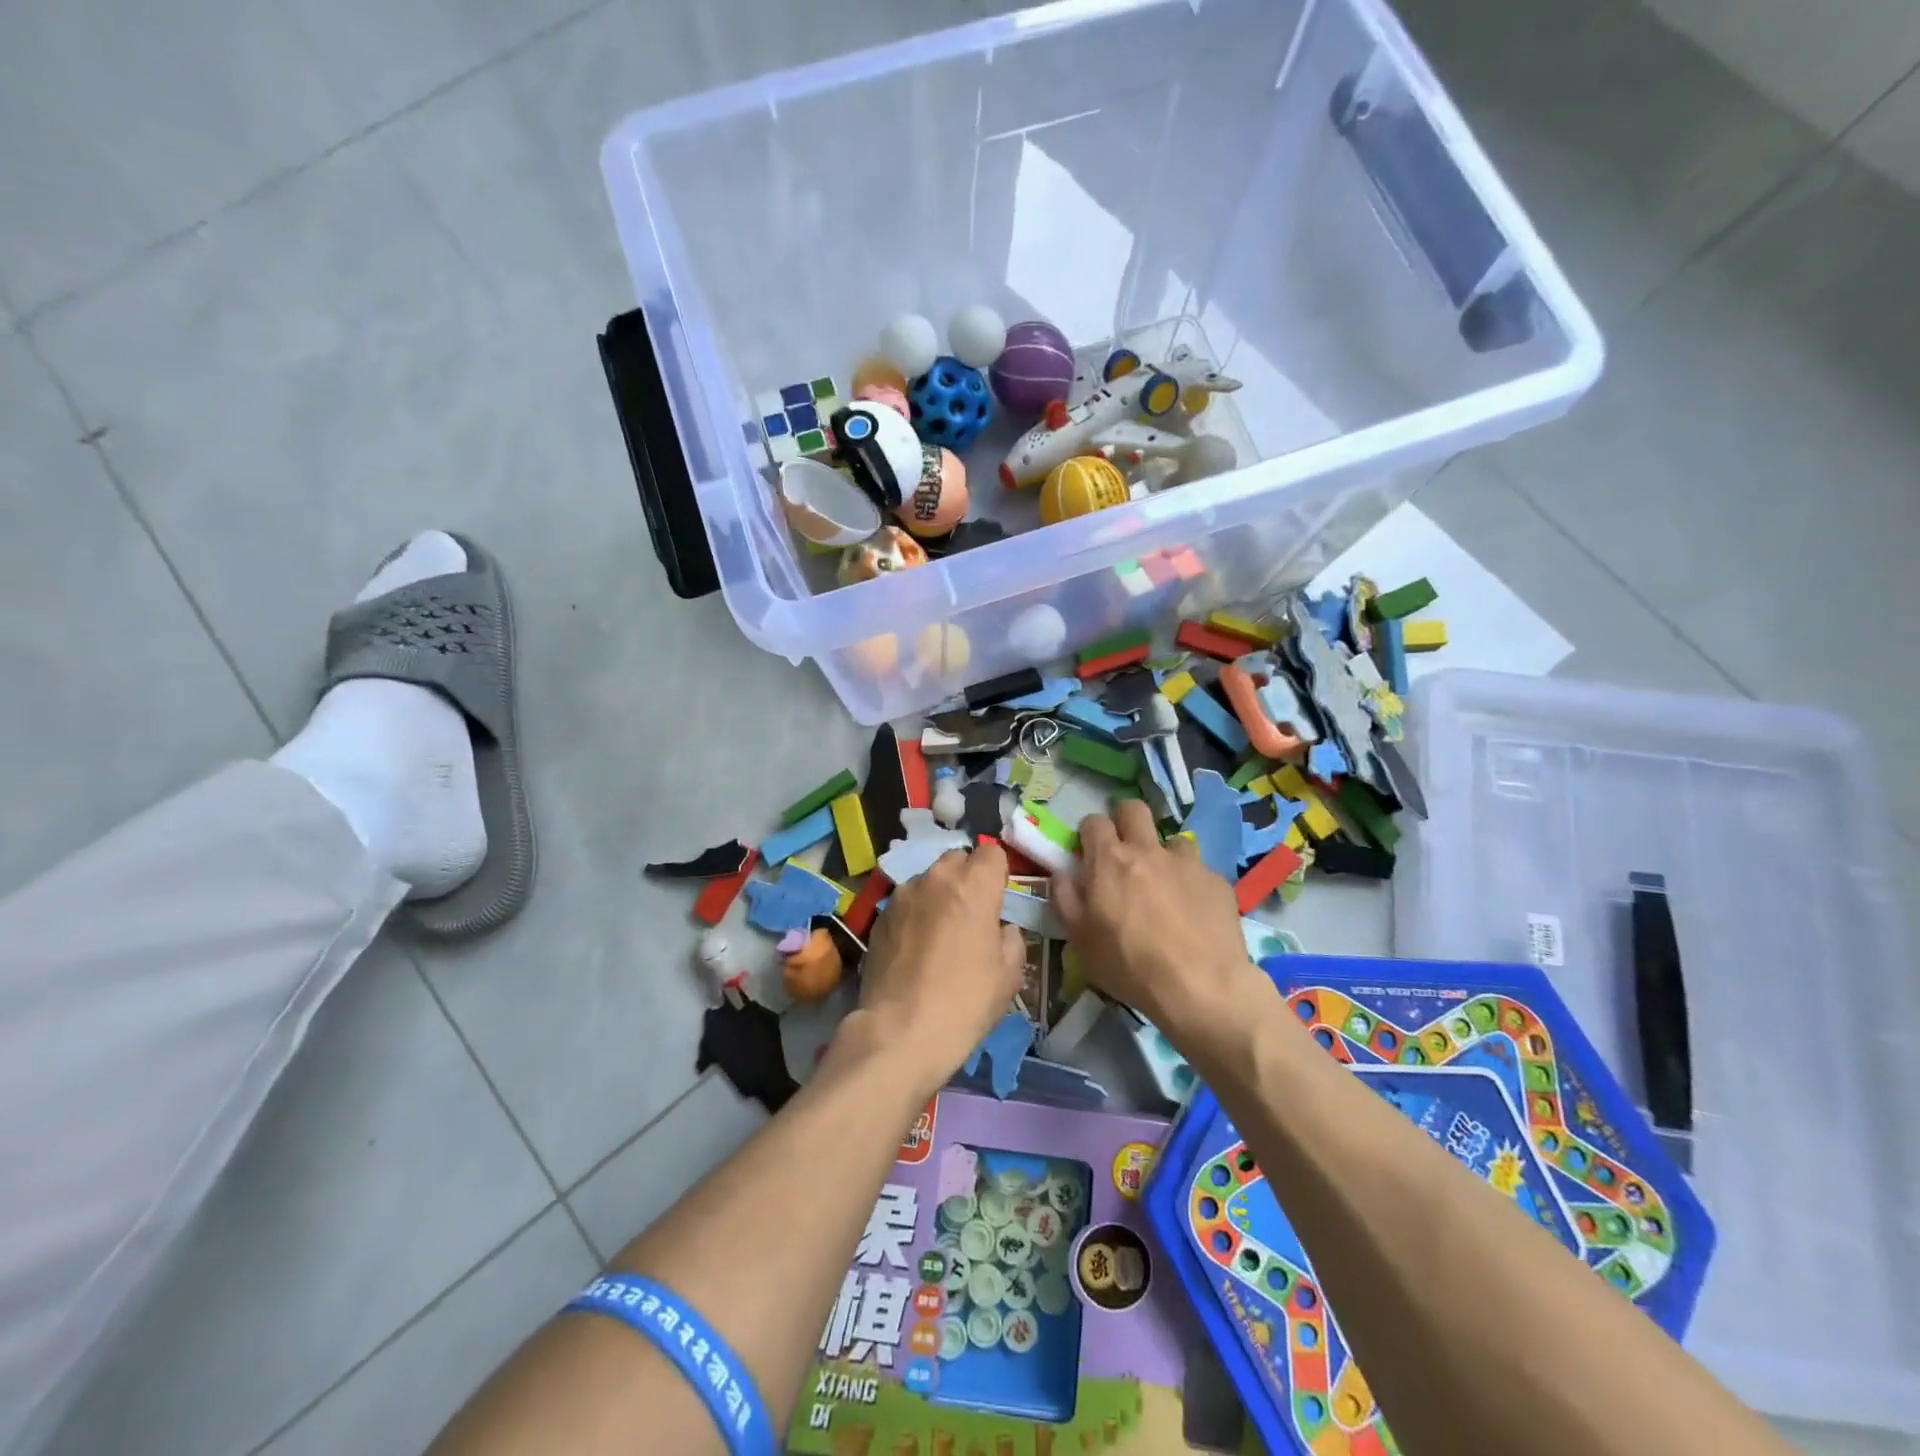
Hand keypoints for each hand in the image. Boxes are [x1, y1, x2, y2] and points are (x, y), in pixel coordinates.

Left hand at [846, 843, 1025, 1093]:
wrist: (900, 1030)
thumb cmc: (965, 1001)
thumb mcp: (1009, 976)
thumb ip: (1011, 939)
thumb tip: (1001, 928)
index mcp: (974, 885)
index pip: (992, 853)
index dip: (997, 873)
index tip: (998, 898)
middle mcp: (936, 878)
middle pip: (957, 859)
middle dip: (967, 878)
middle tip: (971, 914)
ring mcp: (903, 894)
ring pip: (928, 879)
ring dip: (938, 894)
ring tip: (940, 932)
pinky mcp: (879, 915)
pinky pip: (906, 902)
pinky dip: (915, 913)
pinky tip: (915, 946)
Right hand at [1051, 800, 1260, 1042]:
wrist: (1201, 986)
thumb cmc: (1129, 964)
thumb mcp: (1080, 939)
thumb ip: (1065, 898)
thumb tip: (1062, 873)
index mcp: (1110, 860)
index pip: (1094, 821)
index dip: (1089, 833)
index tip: (1089, 852)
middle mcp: (1148, 850)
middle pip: (1134, 809)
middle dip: (1125, 821)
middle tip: (1123, 851)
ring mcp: (1187, 862)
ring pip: (1172, 839)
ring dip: (1163, 855)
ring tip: (1164, 886)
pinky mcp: (1217, 880)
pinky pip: (1199, 870)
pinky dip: (1190, 883)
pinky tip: (1192, 912)